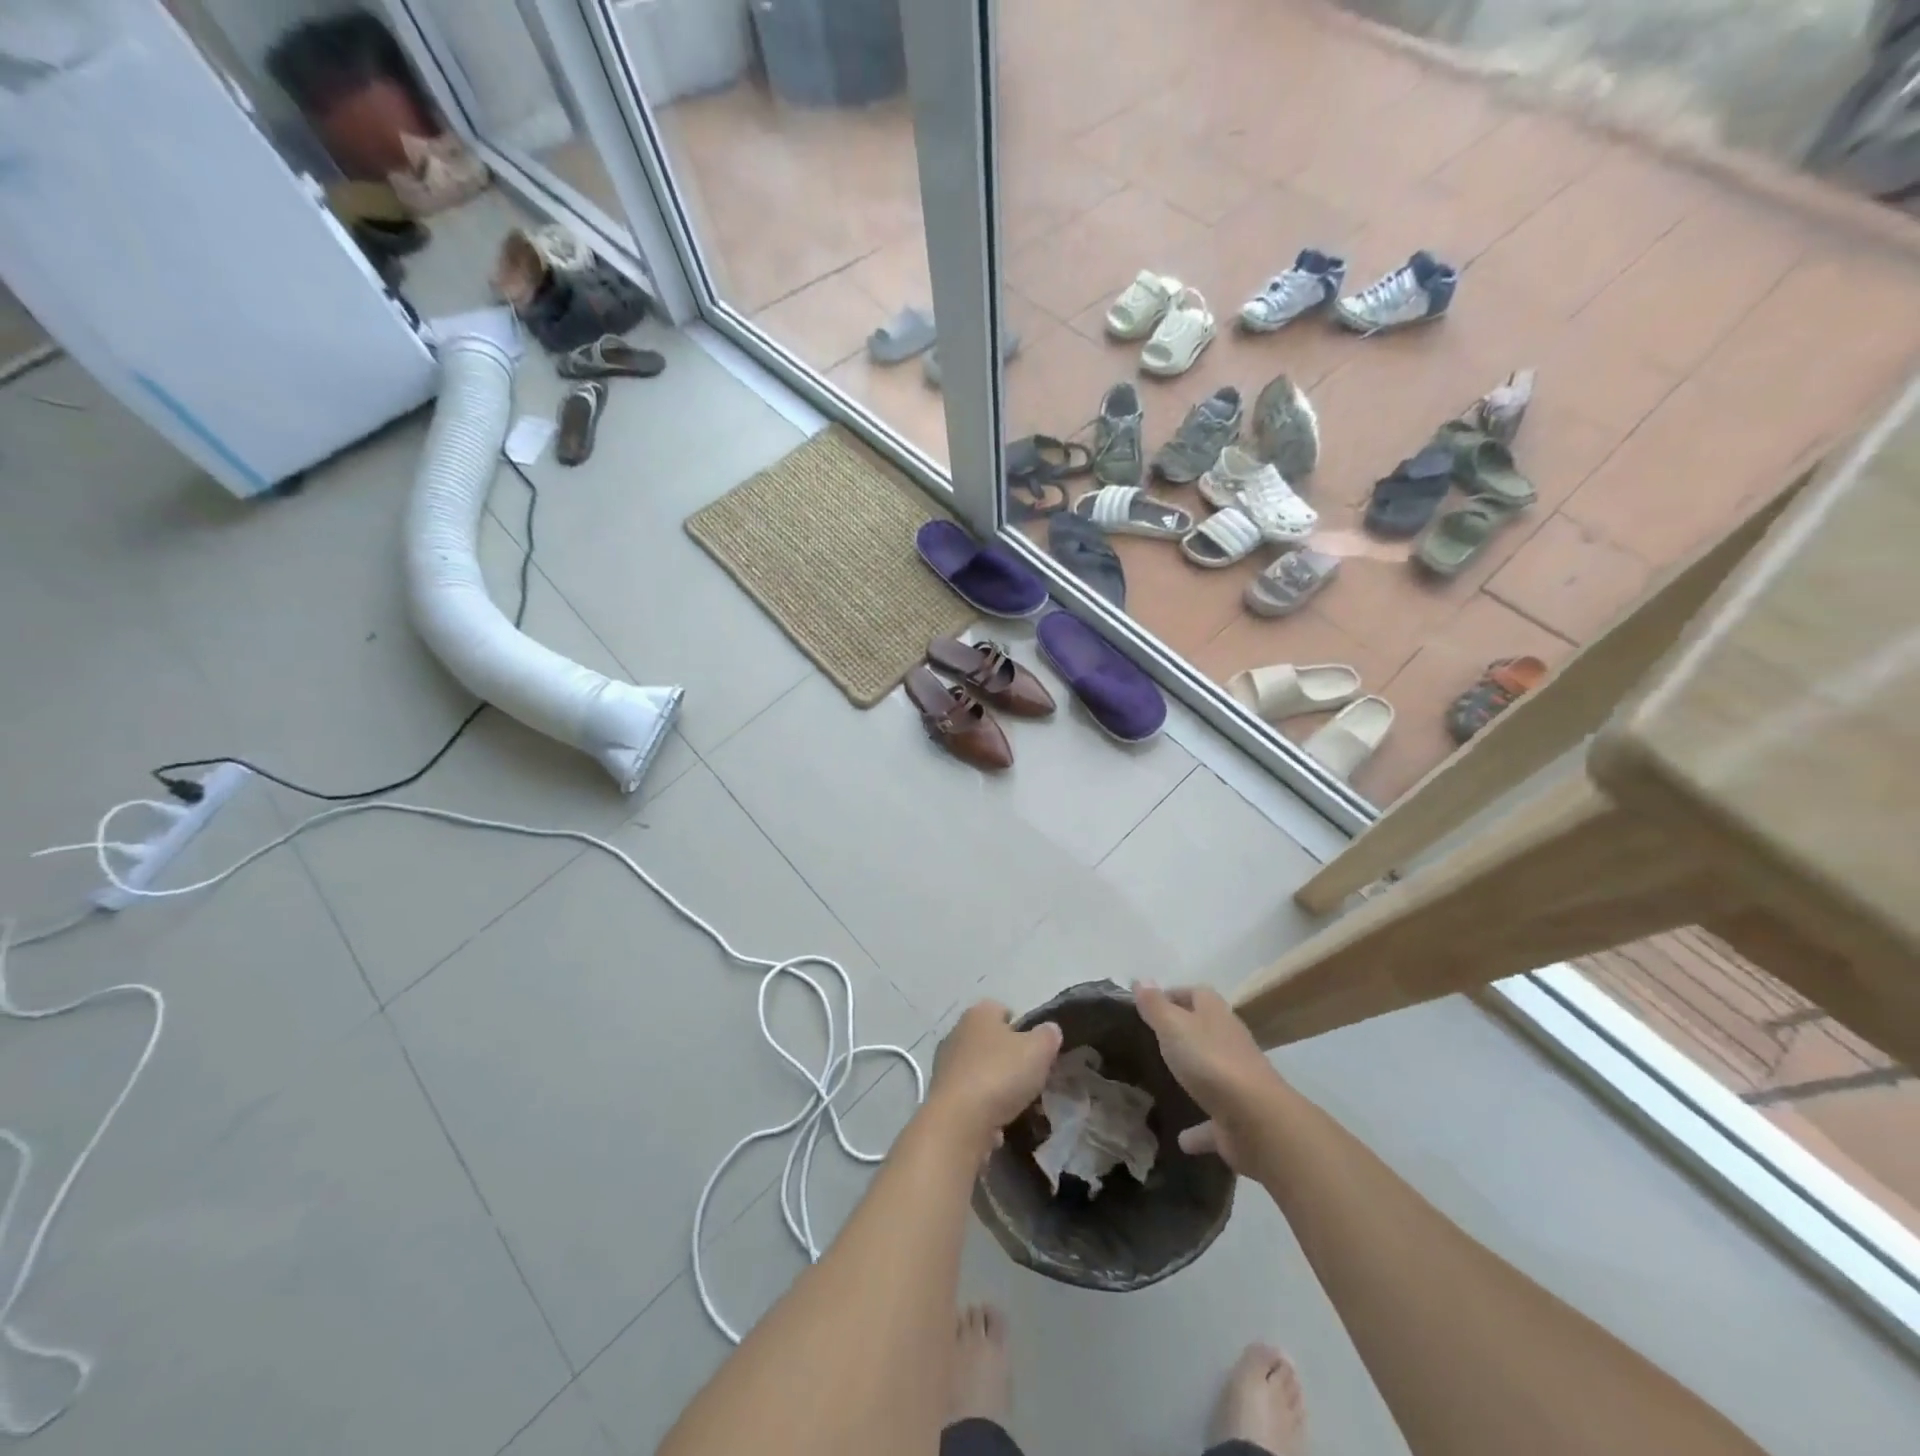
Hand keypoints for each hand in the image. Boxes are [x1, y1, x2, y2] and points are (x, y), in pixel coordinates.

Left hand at [926, 1001, 1062, 1151]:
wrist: (959, 1121)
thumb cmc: (1000, 1074)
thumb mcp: (1038, 1050)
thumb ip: (1048, 1036)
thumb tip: (1050, 1029)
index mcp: (979, 1013)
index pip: (1002, 1010)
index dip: (1022, 1027)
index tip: (1037, 1049)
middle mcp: (957, 1032)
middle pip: (990, 1040)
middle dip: (1009, 1056)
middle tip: (1030, 1076)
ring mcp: (946, 1064)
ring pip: (980, 1068)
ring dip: (996, 1083)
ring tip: (1017, 1103)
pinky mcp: (941, 1094)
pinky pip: (970, 1095)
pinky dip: (983, 1106)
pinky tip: (997, 1122)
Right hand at [1134, 982, 1282, 1175]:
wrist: (1258, 1121)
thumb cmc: (1210, 1062)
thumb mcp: (1173, 1026)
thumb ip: (1155, 1005)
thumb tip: (1140, 979)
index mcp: (1215, 1016)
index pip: (1196, 993)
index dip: (1174, 994)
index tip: (1148, 1005)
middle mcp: (1230, 1043)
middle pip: (1206, 1030)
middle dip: (1183, 1033)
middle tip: (1152, 1041)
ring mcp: (1237, 1081)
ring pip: (1212, 1073)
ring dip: (1194, 1077)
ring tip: (1165, 1084)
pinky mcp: (1238, 1118)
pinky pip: (1213, 1121)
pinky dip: (1199, 1129)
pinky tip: (1181, 1139)